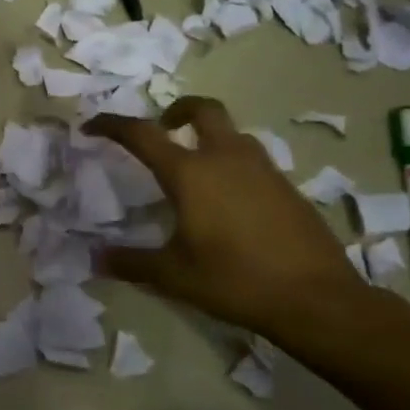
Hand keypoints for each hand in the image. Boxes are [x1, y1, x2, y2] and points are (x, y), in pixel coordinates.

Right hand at [84, 96, 369, 339]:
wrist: (318, 300)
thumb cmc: (235, 281)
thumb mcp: (174, 276)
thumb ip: (132, 262)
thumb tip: (95, 259)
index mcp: (190, 173)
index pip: (141, 134)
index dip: (112, 125)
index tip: (92, 127)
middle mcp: (226, 159)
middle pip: (202, 109)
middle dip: (177, 110)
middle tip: (163, 128)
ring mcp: (263, 170)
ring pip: (232, 134)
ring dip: (209, 137)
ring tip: (195, 168)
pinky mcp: (288, 188)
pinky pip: (252, 161)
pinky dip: (233, 165)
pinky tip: (229, 202)